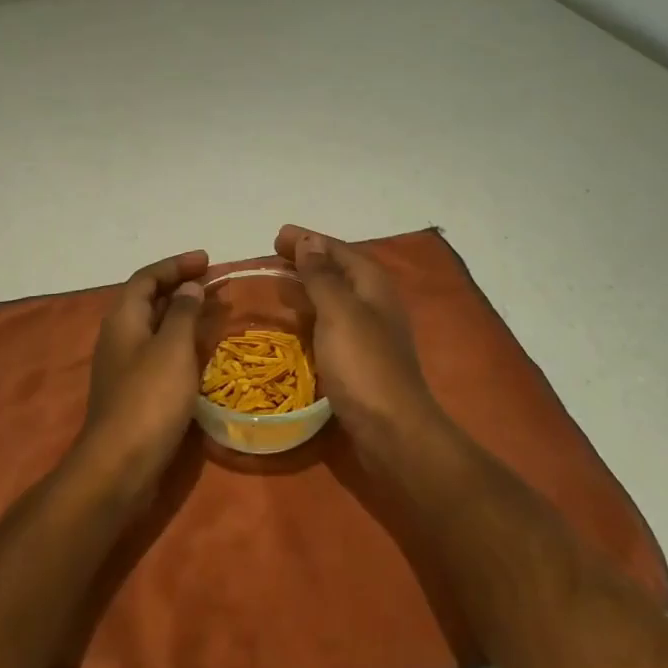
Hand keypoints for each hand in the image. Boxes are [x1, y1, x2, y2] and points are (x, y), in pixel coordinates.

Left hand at [73, 249, 208, 508]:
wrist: (119, 466)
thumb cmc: (149, 398)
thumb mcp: (172, 348)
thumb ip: (183, 312)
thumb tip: (189, 287)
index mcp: (123, 318)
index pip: (147, 277)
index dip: (176, 265)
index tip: (207, 260)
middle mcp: (119, 336)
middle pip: (149, 300)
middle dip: (181, 287)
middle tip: (215, 284)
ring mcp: (123, 366)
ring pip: (155, 327)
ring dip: (182, 315)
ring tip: (214, 312)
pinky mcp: (133, 392)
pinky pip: (158, 353)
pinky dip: (180, 343)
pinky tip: (201, 353)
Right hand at [275, 225, 447, 466]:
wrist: (393, 432)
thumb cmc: (364, 365)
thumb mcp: (338, 312)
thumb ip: (322, 275)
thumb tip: (308, 240)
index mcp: (372, 284)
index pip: (337, 249)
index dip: (308, 240)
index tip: (276, 235)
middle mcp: (375, 302)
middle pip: (338, 271)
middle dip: (308, 260)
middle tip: (274, 256)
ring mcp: (371, 333)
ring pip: (336, 298)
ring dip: (310, 287)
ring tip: (280, 285)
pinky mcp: (362, 360)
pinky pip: (333, 324)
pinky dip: (314, 315)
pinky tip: (297, 325)